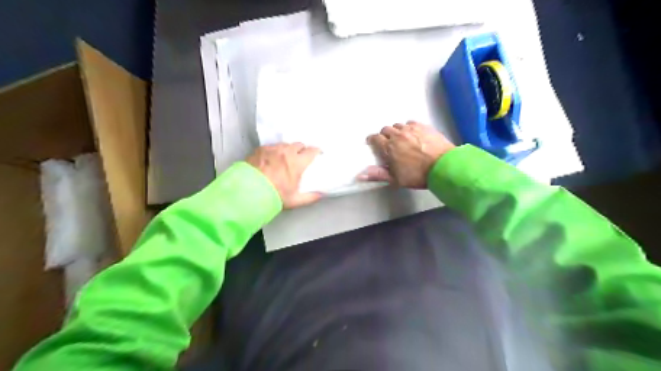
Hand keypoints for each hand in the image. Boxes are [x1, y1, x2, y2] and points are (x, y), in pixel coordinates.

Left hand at [247, 144, 320, 209]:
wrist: (248, 191)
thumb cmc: (274, 196)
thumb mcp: (295, 200)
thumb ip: (310, 197)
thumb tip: (320, 194)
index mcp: (297, 162)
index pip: (312, 151)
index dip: (316, 152)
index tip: (317, 154)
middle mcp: (286, 152)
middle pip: (299, 144)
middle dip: (302, 150)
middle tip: (301, 157)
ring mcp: (272, 149)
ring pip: (285, 144)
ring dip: (288, 149)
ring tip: (285, 158)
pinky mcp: (261, 149)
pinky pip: (272, 146)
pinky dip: (274, 151)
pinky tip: (271, 159)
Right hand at [367, 120, 454, 187]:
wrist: (443, 166)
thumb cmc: (418, 175)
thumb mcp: (396, 179)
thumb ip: (378, 175)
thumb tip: (360, 175)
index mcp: (389, 148)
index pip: (375, 138)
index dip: (372, 140)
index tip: (373, 142)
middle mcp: (398, 135)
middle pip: (385, 129)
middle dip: (384, 135)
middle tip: (388, 143)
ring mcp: (411, 129)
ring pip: (398, 125)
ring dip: (396, 130)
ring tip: (401, 138)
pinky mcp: (423, 126)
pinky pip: (411, 123)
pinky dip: (408, 127)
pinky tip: (412, 134)